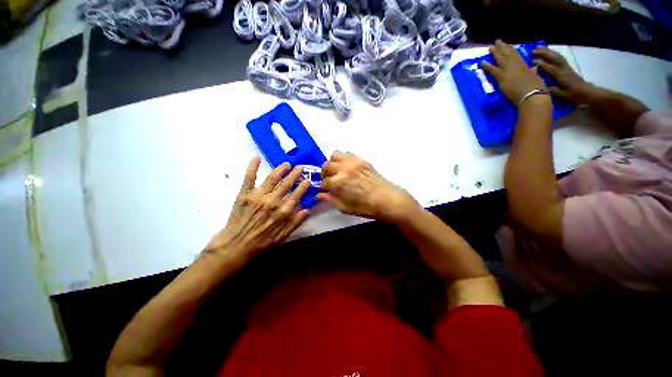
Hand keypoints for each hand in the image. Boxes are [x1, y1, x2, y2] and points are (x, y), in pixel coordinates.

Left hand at [203, 157, 310, 263]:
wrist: (234, 247)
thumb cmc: (260, 244)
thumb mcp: (282, 238)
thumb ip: (295, 223)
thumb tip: (307, 210)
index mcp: (282, 212)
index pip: (297, 195)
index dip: (303, 187)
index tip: (308, 180)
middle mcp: (272, 201)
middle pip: (286, 184)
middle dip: (295, 174)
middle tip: (300, 167)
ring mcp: (257, 196)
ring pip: (272, 178)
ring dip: (280, 169)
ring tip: (287, 164)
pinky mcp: (243, 194)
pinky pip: (249, 178)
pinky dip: (252, 167)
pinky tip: (256, 157)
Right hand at [318, 152, 418, 222]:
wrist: (387, 199)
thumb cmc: (366, 207)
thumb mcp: (345, 208)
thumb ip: (330, 199)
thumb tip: (319, 195)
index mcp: (338, 183)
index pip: (323, 182)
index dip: (323, 187)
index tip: (325, 190)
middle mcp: (343, 169)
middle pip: (325, 167)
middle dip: (325, 175)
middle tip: (330, 181)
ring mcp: (352, 162)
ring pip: (333, 156)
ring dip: (332, 164)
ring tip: (337, 172)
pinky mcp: (360, 159)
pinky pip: (346, 153)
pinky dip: (342, 159)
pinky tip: (346, 168)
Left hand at [481, 40, 545, 105]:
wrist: (532, 96)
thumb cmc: (537, 88)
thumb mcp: (536, 77)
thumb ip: (532, 71)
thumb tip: (534, 68)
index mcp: (525, 65)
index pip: (517, 55)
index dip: (511, 49)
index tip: (507, 44)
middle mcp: (516, 65)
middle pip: (508, 54)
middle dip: (502, 47)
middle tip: (497, 41)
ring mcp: (508, 71)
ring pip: (500, 59)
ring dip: (495, 53)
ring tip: (490, 48)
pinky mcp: (502, 78)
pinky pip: (493, 70)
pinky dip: (487, 66)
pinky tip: (482, 62)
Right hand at [532, 47, 594, 103]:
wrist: (586, 92)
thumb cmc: (573, 95)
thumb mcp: (562, 95)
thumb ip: (552, 90)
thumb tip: (540, 87)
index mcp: (562, 76)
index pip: (550, 68)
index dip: (541, 64)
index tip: (532, 61)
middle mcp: (564, 69)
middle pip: (554, 58)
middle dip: (544, 53)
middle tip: (533, 50)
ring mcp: (566, 67)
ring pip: (557, 56)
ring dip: (548, 51)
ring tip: (539, 48)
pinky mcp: (567, 67)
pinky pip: (559, 58)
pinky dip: (553, 53)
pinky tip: (548, 52)